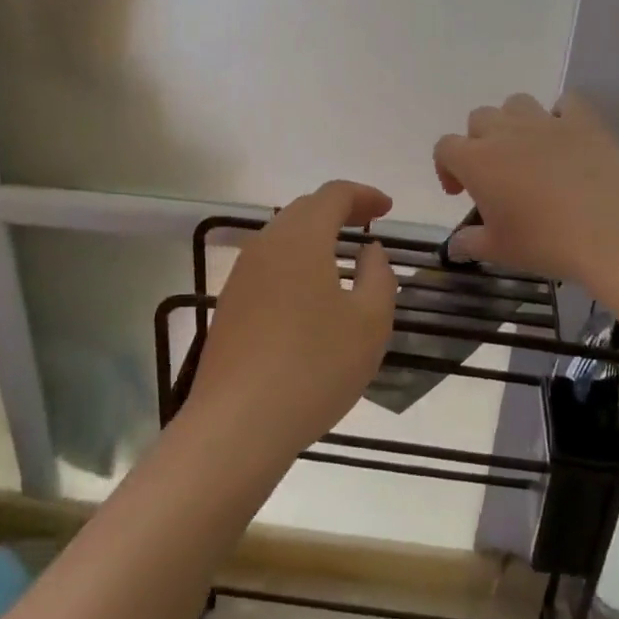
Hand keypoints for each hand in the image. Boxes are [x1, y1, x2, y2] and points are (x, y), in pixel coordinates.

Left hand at [189, 181, 397, 462]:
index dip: (364, 195)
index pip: (334, 194)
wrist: (237, 423)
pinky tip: (309, 294)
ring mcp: (242, 274)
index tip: (387, 209)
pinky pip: (269, 265)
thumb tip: (369, 251)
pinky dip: (296, 262)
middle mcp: (267, 243)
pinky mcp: (230, 304)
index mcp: (302, 237)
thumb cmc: (315, 366)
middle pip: (304, 209)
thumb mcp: (370, 322)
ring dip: (314, 236)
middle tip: (367, 224)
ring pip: (283, 237)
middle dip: (339, 210)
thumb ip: (378, 276)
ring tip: (341, 256)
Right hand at [432, 94, 618, 310]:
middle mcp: (505, 131)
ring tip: (528, 152)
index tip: (460, 193)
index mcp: (476, 160)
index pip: (445, 148)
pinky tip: (568, 139)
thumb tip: (455, 246)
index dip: (446, 167)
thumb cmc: (547, 242)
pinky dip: (562, 115)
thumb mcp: (501, 251)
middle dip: (480, 141)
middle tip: (496, 174)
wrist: (612, 230)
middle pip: (479, 119)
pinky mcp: (582, 120)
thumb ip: (472, 243)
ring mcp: (545, 121)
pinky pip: (566, 103)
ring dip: (515, 122)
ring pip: (516, 103)